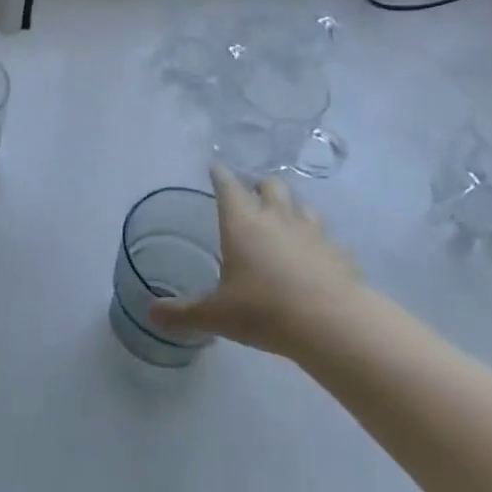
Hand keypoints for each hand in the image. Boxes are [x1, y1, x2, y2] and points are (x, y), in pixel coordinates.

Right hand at [149, 165, 366, 358]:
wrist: (334, 325)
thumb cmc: (265, 311)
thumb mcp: (216, 315)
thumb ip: (183, 313)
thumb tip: (151, 314)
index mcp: (242, 223)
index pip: (228, 186)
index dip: (219, 175)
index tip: (215, 166)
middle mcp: (277, 218)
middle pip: (271, 185)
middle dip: (259, 185)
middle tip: (251, 194)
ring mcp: (313, 233)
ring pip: (302, 205)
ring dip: (291, 207)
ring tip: (283, 219)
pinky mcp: (340, 254)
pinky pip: (327, 237)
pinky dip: (317, 240)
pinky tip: (314, 255)